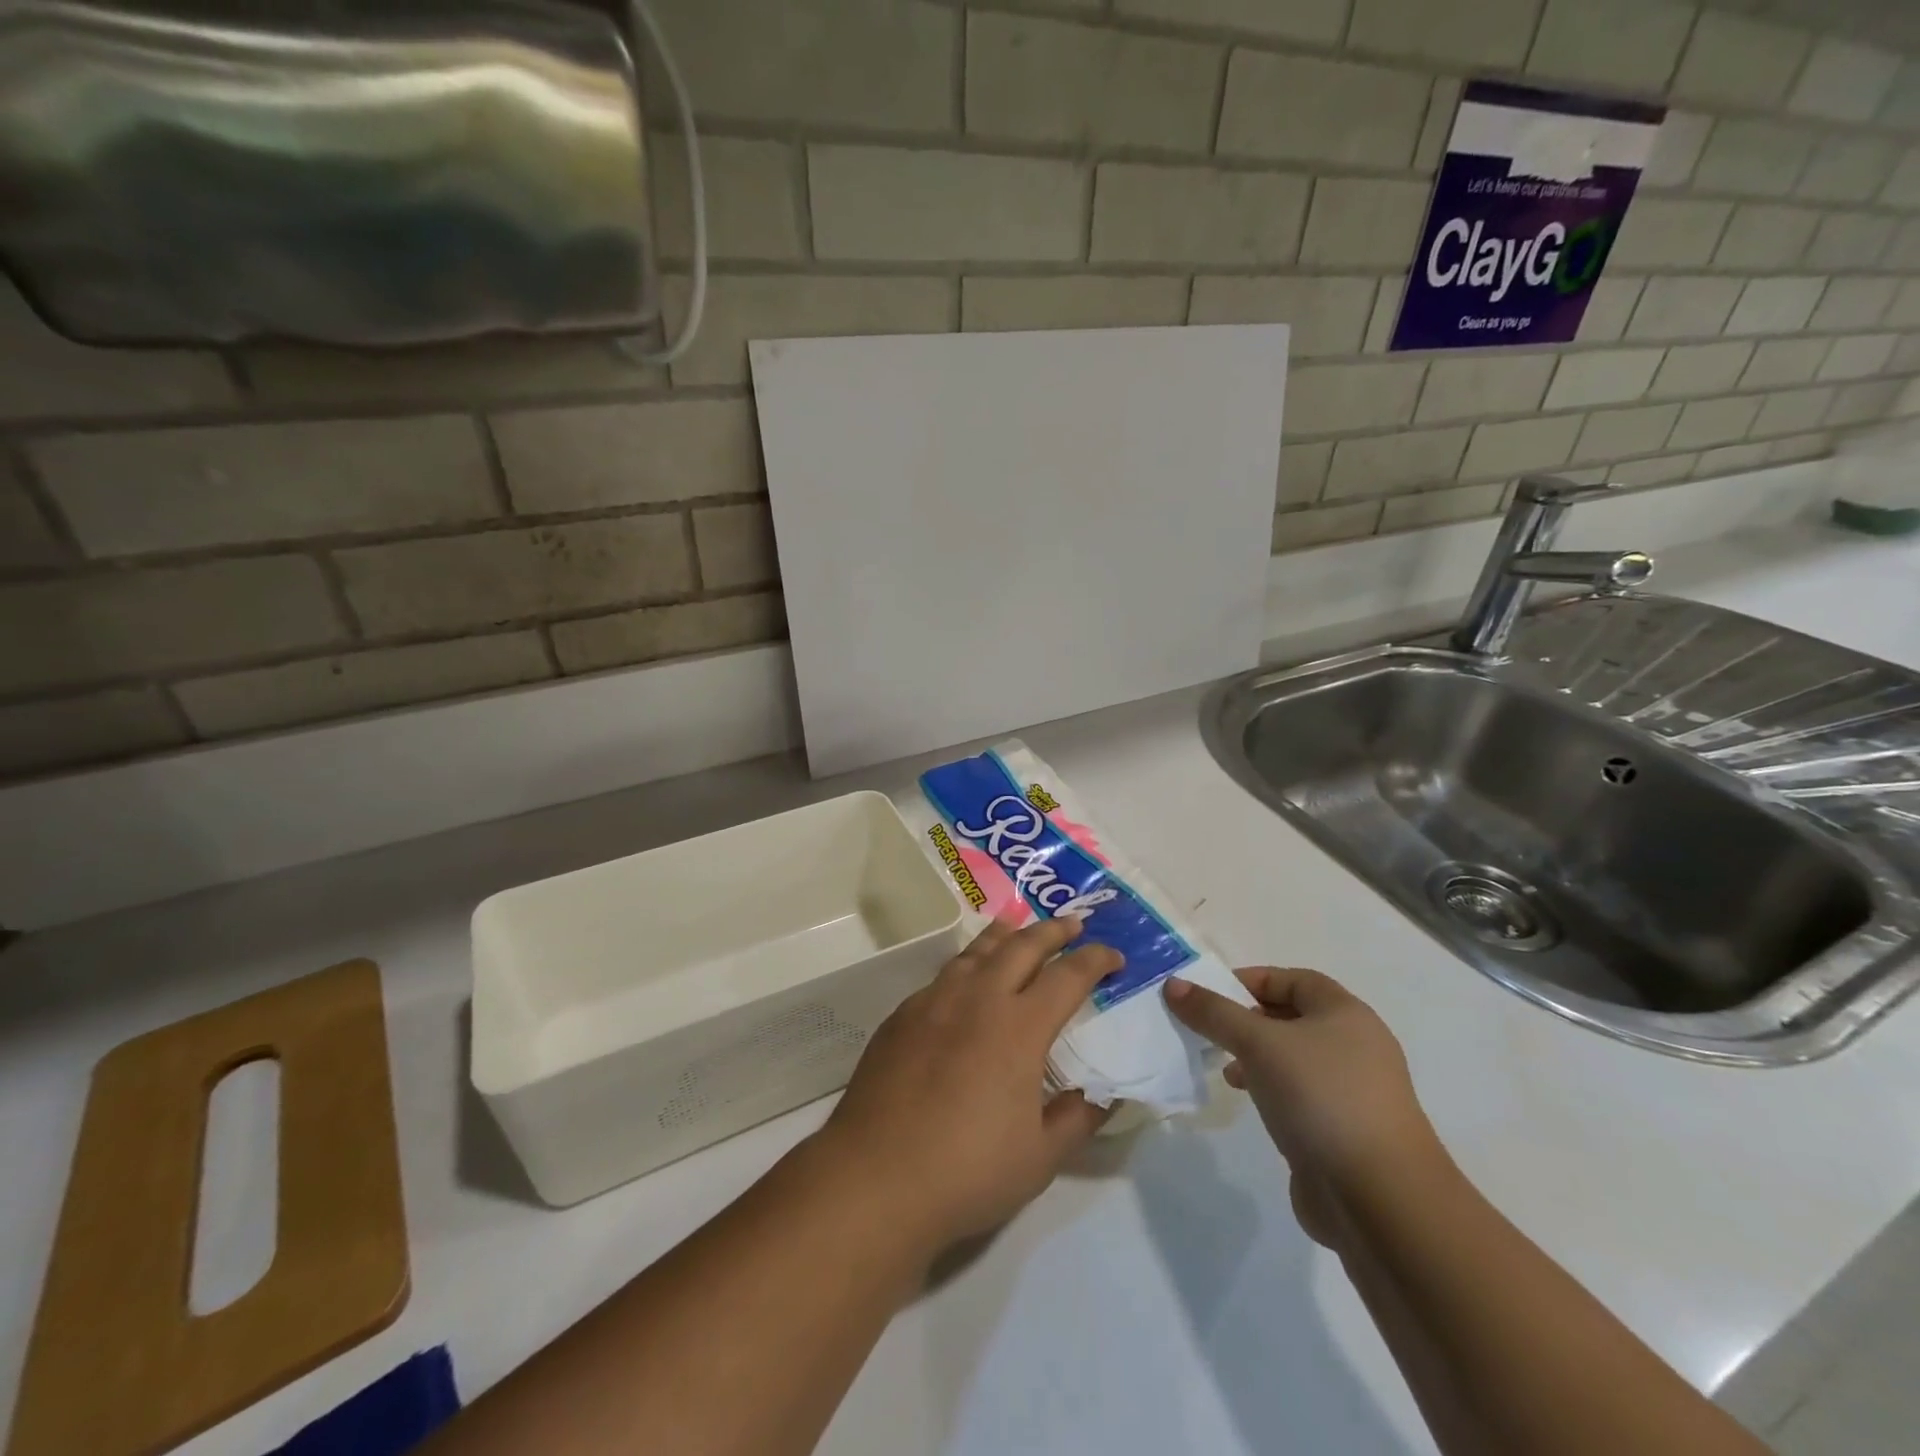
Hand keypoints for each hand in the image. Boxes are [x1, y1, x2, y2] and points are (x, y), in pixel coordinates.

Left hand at [810, 917, 1118, 1256]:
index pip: (1068, 976)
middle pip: (1022, 946)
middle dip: (1053, 931)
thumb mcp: (1040, 1157)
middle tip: (1073, 924)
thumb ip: (1078, 1118)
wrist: (876, 1176)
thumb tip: (1106, 1095)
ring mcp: (935, 1001)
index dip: (1095, 960)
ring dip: (1006, 935)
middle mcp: (979, 998)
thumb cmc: (968, 1170)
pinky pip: (944, 975)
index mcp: (1020, 1027)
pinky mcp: (903, 1014)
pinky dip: (968, 964)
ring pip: (977, 951)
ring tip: (1019, 927)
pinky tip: (967, 978)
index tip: (1114, 956)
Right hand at [1165, 967, 1440, 1246]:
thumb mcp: (1258, 1044)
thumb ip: (1213, 1013)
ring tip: (1225, 1070)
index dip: (1251, 980)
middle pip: (1292, 1017)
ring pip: (1293, 1058)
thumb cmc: (1320, 1097)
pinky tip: (1250, 1104)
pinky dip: (1271, 1090)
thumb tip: (1174, 984)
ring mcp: (1353, 1091)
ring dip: (1256, 1058)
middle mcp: (1356, 1046)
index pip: (1293, 979)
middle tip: (1211, 1031)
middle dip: (1248, 1020)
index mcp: (1346, 1014)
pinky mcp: (1344, 1131)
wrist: (1380, 1199)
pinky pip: (1299, 1094)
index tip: (1211, 995)